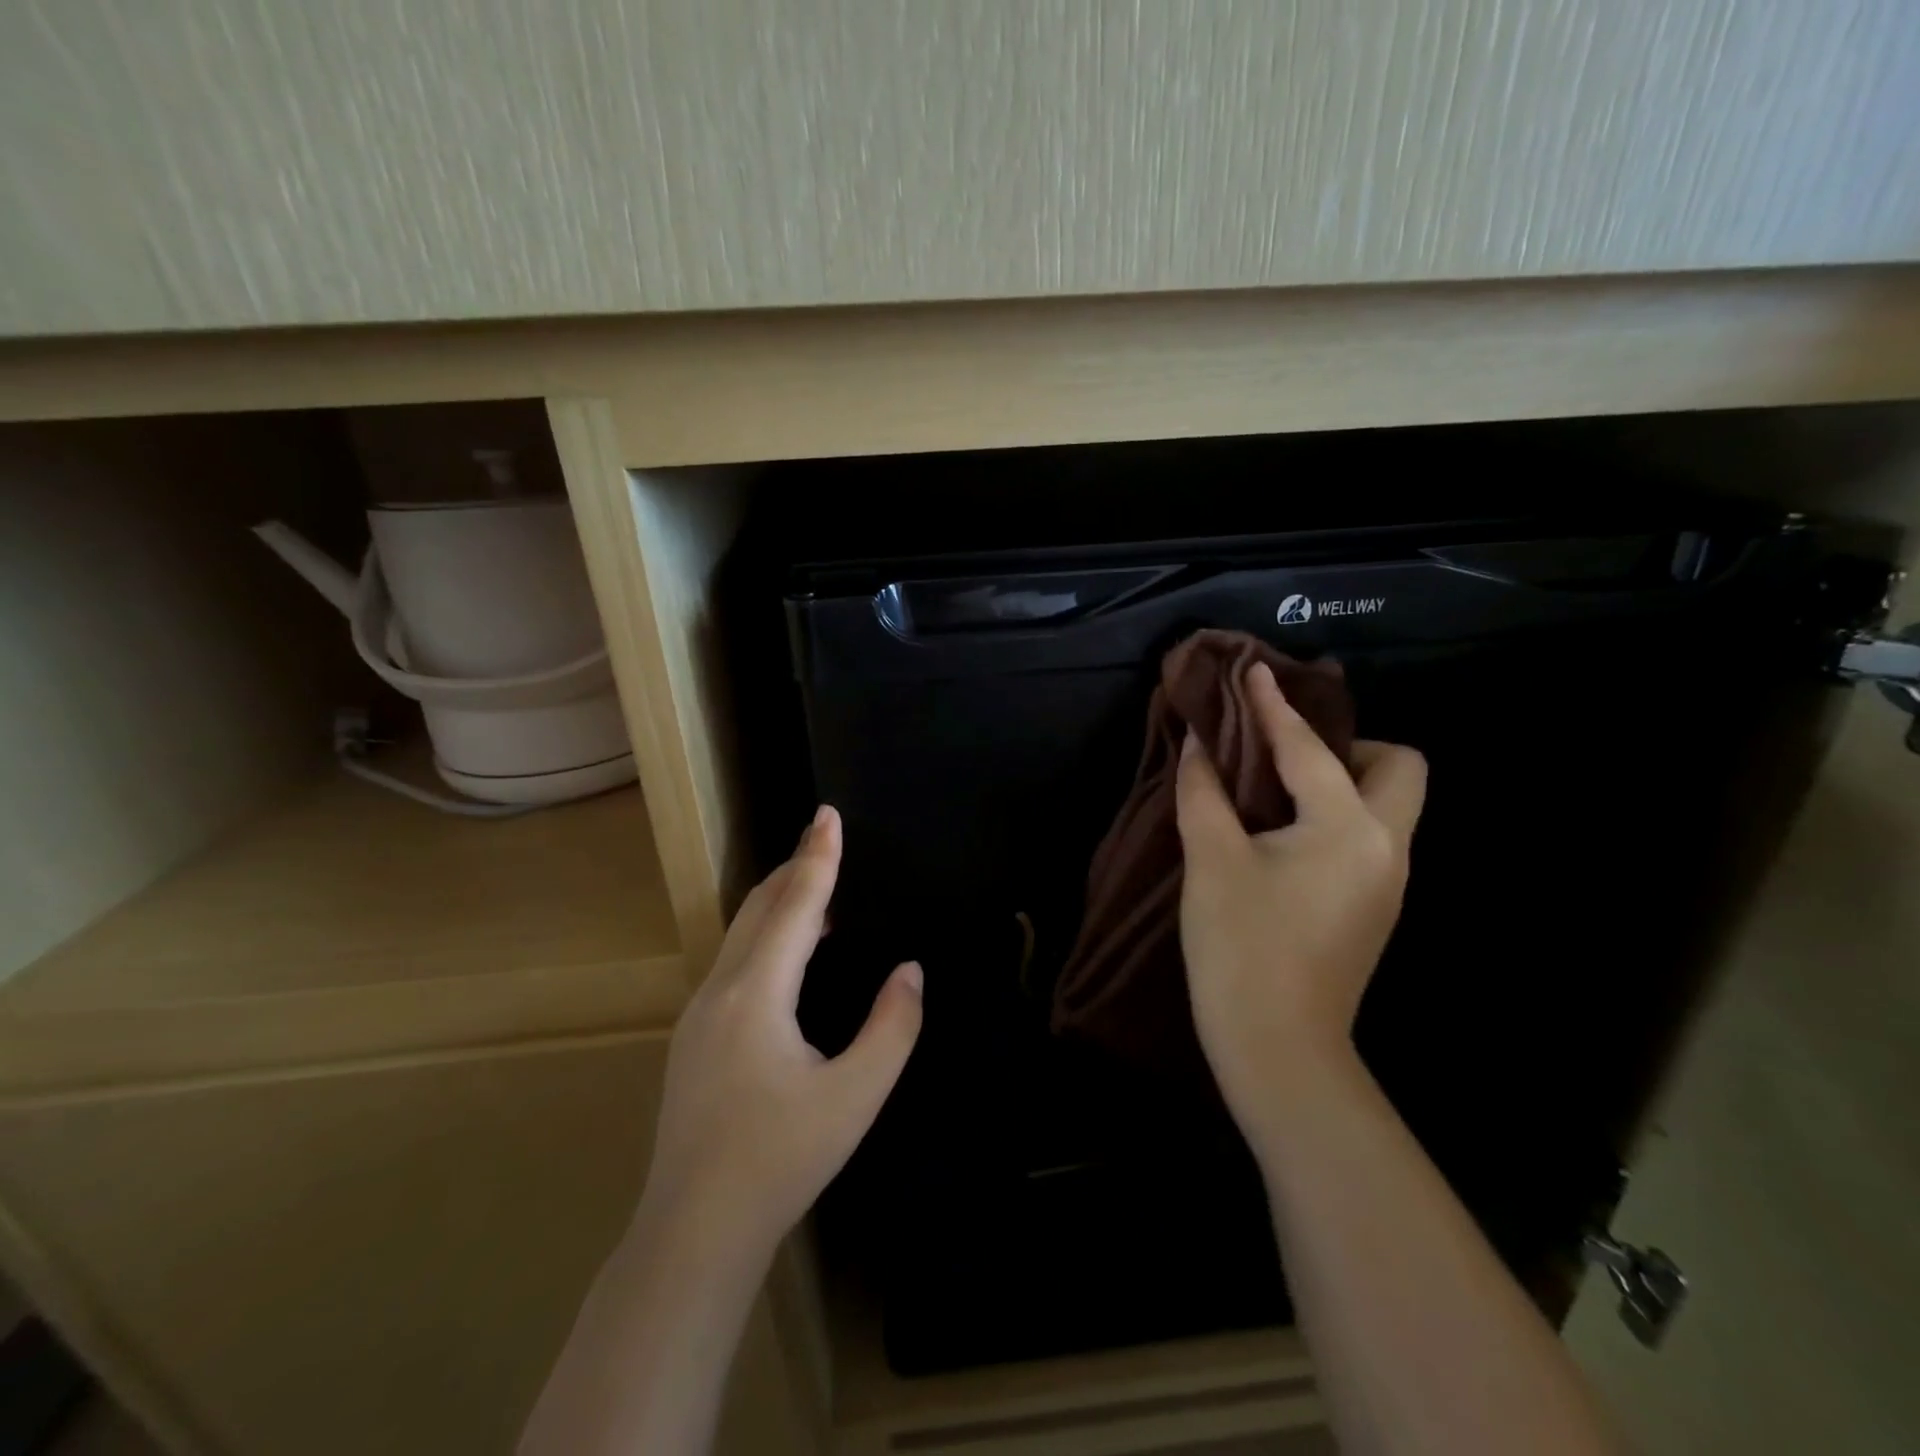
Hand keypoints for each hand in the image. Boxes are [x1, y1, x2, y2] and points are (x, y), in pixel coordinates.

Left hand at [638, 805, 922, 1259]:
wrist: (694, 1231)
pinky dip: (766, 936)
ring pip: (742, 934)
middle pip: (760, 907)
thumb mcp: (856, 1096)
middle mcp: (720, 989)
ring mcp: (699, 1013)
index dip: (817, 857)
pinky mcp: (693, 1037)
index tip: (828, 814)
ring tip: (820, 893)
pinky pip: (735, 961)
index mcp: (756, 993)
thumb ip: (892, 1027)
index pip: (795, 905)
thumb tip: (909, 971)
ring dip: (780, 904)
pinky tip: (790, 958)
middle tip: (828, 842)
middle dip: (795, 869)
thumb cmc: (781, 1159)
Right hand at [1175, 662, 1425, 1139]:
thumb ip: (1204, 792)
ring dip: (1341, 780)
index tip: (1252, 671)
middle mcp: (1387, 847)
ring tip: (1276, 787)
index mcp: (1349, 828)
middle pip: (1400, 768)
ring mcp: (1388, 881)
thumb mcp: (1211, 860)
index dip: (1274, 706)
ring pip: (1387, 805)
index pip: (1309, 748)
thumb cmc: (1240, 947)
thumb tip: (1202, 744)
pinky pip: (1368, 836)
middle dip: (1350, 745)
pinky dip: (1334, 815)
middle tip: (1286, 755)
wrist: (1278, 1049)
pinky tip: (1284, 833)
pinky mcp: (1374, 907)